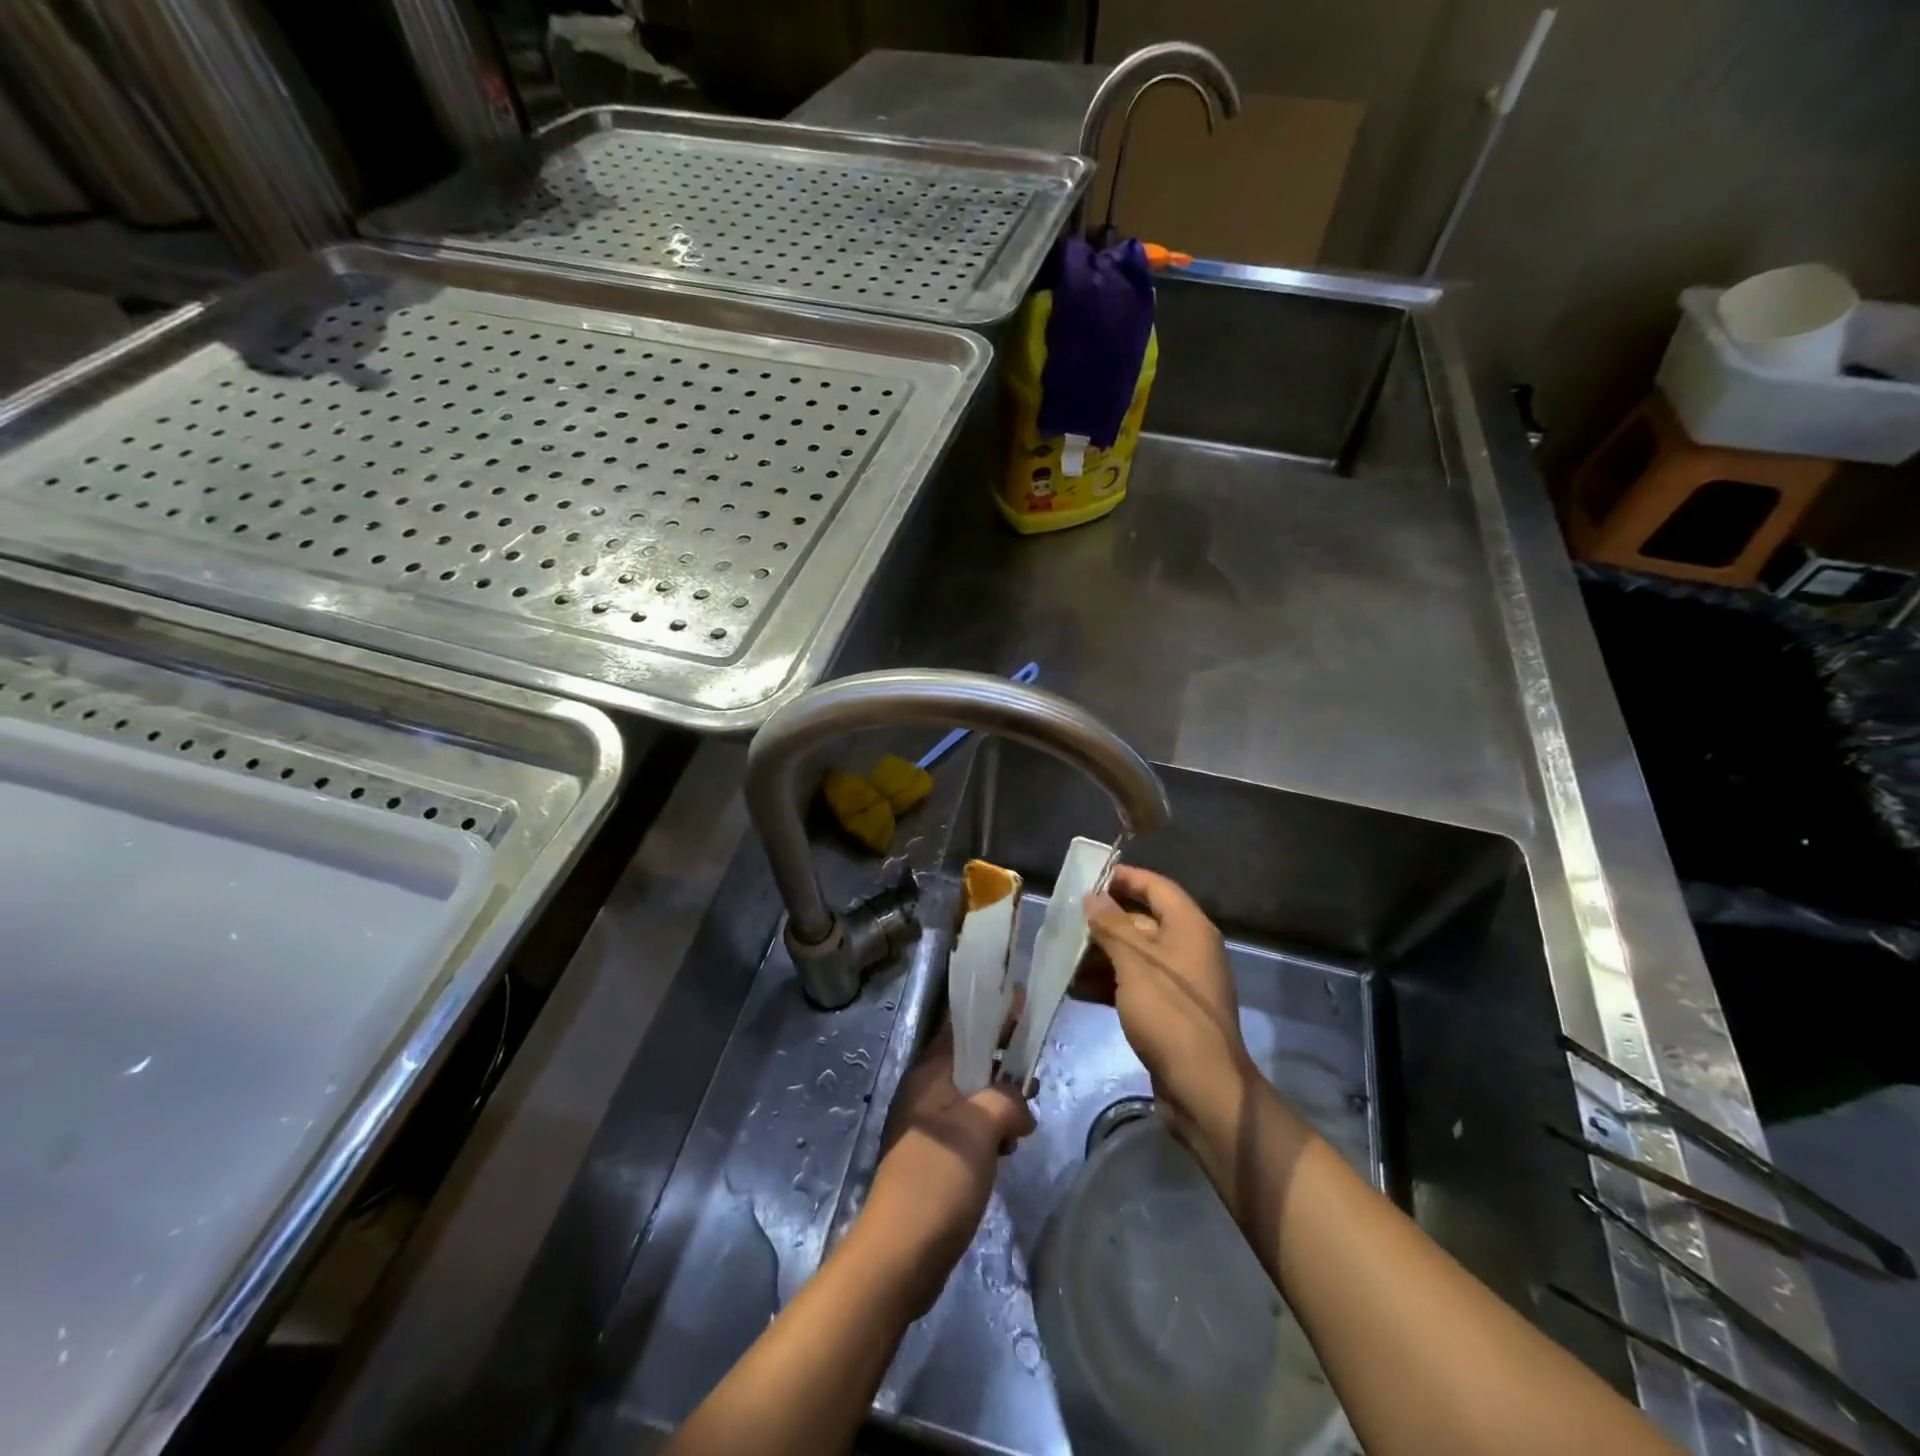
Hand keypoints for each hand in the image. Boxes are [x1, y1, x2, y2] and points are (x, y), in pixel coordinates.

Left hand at [856, 1020, 1033, 1314]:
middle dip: (1003, 1056)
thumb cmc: (938, 1178)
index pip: (962, 1025)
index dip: (992, 1011)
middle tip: (1036, 1062)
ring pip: (974, 1093)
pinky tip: (1013, 1143)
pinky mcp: (939, 1156)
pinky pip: (972, 1125)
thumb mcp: (981, 1126)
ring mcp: (931, 1125)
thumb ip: (1007, 1100)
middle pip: (970, 1058)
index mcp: (930, 1072)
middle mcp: (927, 1090)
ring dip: (1002, 1096)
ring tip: (1031, 1106)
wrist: (901, 1253)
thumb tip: (1022, 1110)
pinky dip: (993, 1126)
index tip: (1023, 1001)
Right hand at [1080, 865, 1251, 1148]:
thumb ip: (1112, 926)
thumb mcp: (1135, 964)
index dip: (1126, 878)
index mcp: (1189, 928)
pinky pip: (1136, 984)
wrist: (1202, 1087)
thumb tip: (1093, 896)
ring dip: (1101, 955)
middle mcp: (1188, 948)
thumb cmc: (1169, 1014)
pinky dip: (1109, 983)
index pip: (1157, 887)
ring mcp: (1180, 982)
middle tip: (1067, 920)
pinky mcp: (1170, 1011)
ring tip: (1063, 957)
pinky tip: (1076, 989)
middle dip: (1104, 921)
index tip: (1091, 877)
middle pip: (1143, 921)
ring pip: (1135, 955)